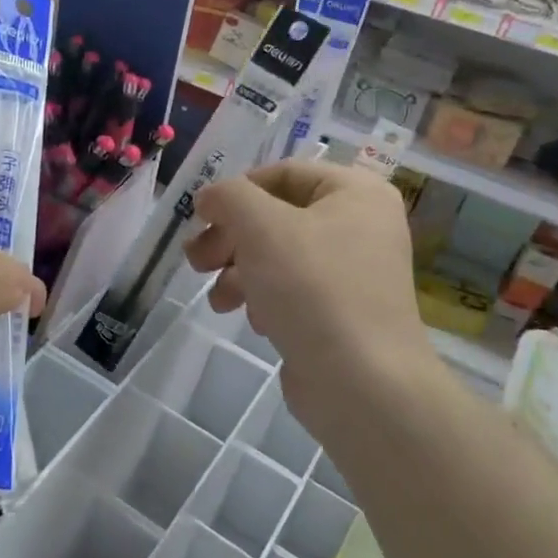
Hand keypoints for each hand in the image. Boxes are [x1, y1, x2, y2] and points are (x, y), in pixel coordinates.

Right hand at [184, 161, 442, 439]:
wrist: (361, 383)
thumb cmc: (313, 288)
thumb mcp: (261, 226)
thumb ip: (229, 197)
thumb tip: (211, 198)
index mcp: (355, 193)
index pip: (281, 173)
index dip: (235, 191)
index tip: (200, 217)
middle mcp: (359, 226)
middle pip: (276, 216)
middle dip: (229, 237)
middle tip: (196, 260)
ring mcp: (351, 272)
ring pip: (276, 255)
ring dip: (237, 271)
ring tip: (218, 299)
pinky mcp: (338, 312)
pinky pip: (290, 290)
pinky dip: (262, 298)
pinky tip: (252, 319)